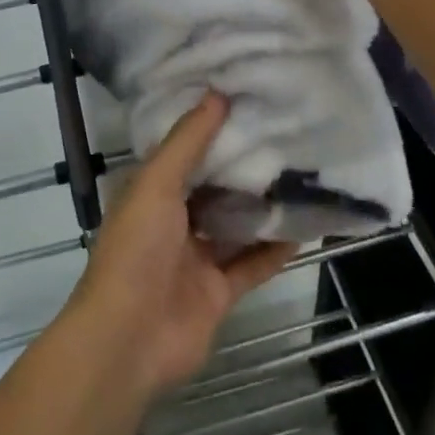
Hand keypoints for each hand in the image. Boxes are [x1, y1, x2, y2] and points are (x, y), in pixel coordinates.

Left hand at [70, 93, 294, 400]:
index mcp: (151, 192)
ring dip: (263, 206)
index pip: (184, 152)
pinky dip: (275, 249)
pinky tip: (305, 227)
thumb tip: (217, 94)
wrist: (128, 340)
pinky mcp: (219, 292)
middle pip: (214, 187)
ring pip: (235, 225)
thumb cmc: (136, 250)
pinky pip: (252, 265)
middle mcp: (173, 221)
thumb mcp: (156, 184)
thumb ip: (187, 142)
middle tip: (286, 135)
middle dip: (243, 167)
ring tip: (303, 175)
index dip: (211, 128)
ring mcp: (196, 258)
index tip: (246, 102)